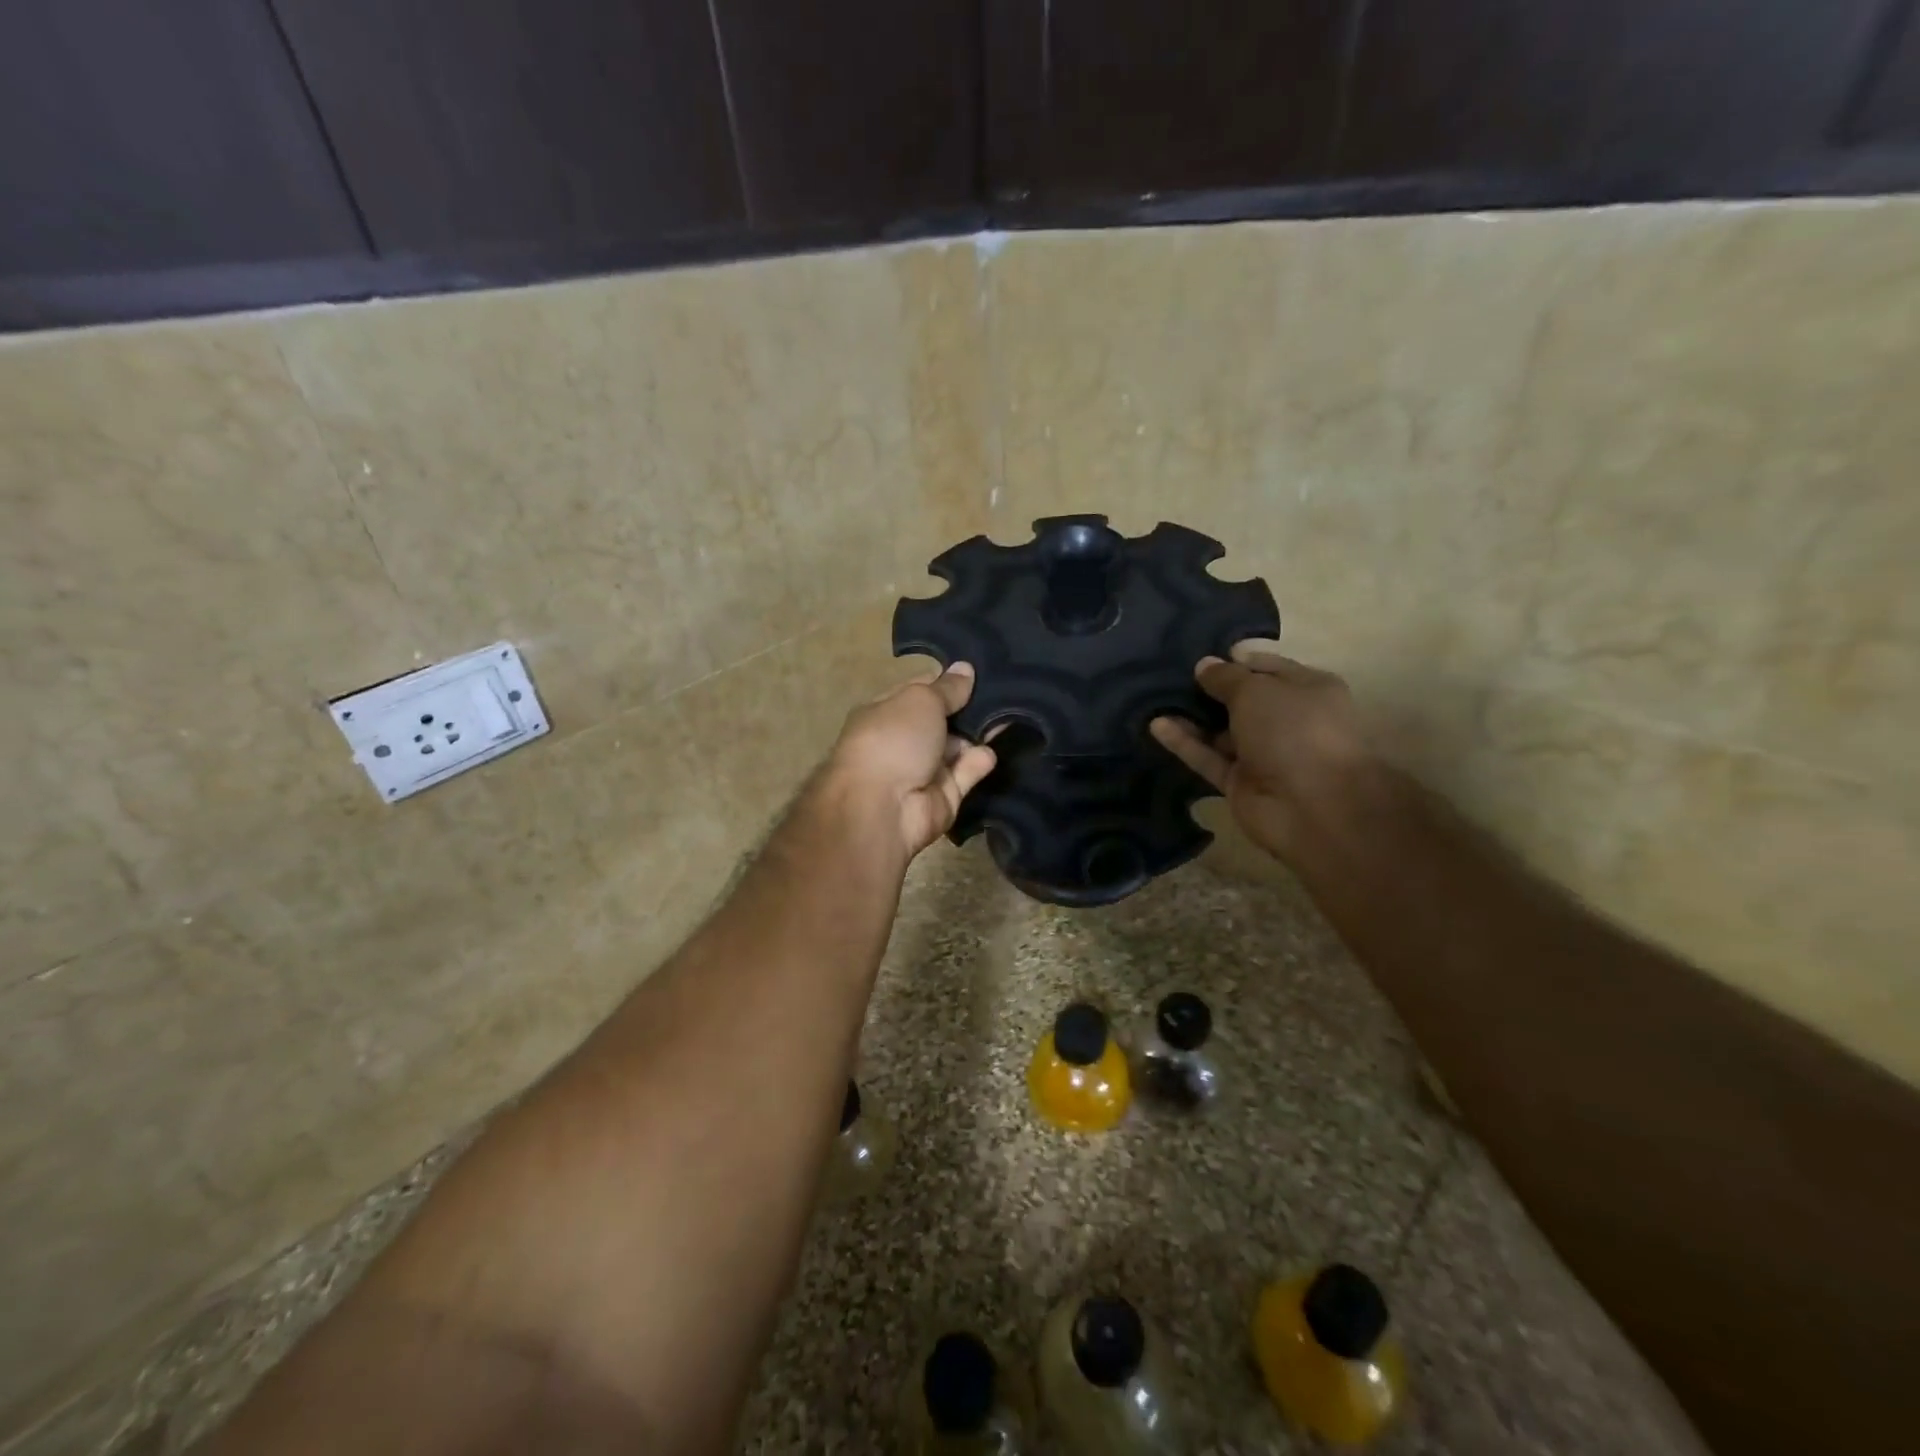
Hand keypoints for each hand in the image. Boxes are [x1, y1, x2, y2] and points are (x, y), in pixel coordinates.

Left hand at [821, 664, 997, 858]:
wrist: (883, 808)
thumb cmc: (894, 740)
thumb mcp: (921, 701)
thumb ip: (947, 688)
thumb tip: (965, 668)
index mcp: (885, 712)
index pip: (920, 690)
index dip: (947, 681)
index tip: (979, 671)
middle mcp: (903, 739)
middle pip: (942, 719)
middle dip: (969, 707)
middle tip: (1004, 691)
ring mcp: (923, 769)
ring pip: (958, 746)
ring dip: (980, 733)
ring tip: (1010, 715)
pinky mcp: (944, 796)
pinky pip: (966, 773)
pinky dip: (979, 762)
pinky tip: (992, 751)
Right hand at [1150, 648, 1373, 862]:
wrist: (1313, 807)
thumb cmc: (1294, 731)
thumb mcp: (1257, 690)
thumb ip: (1226, 677)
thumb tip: (1204, 665)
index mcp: (1308, 691)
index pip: (1268, 667)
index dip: (1237, 660)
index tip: (1203, 655)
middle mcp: (1288, 720)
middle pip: (1243, 700)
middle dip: (1210, 688)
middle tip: (1172, 674)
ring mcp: (1263, 754)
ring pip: (1221, 730)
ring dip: (1192, 717)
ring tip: (1156, 697)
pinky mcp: (1240, 782)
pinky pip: (1208, 757)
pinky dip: (1185, 743)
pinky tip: (1156, 725)